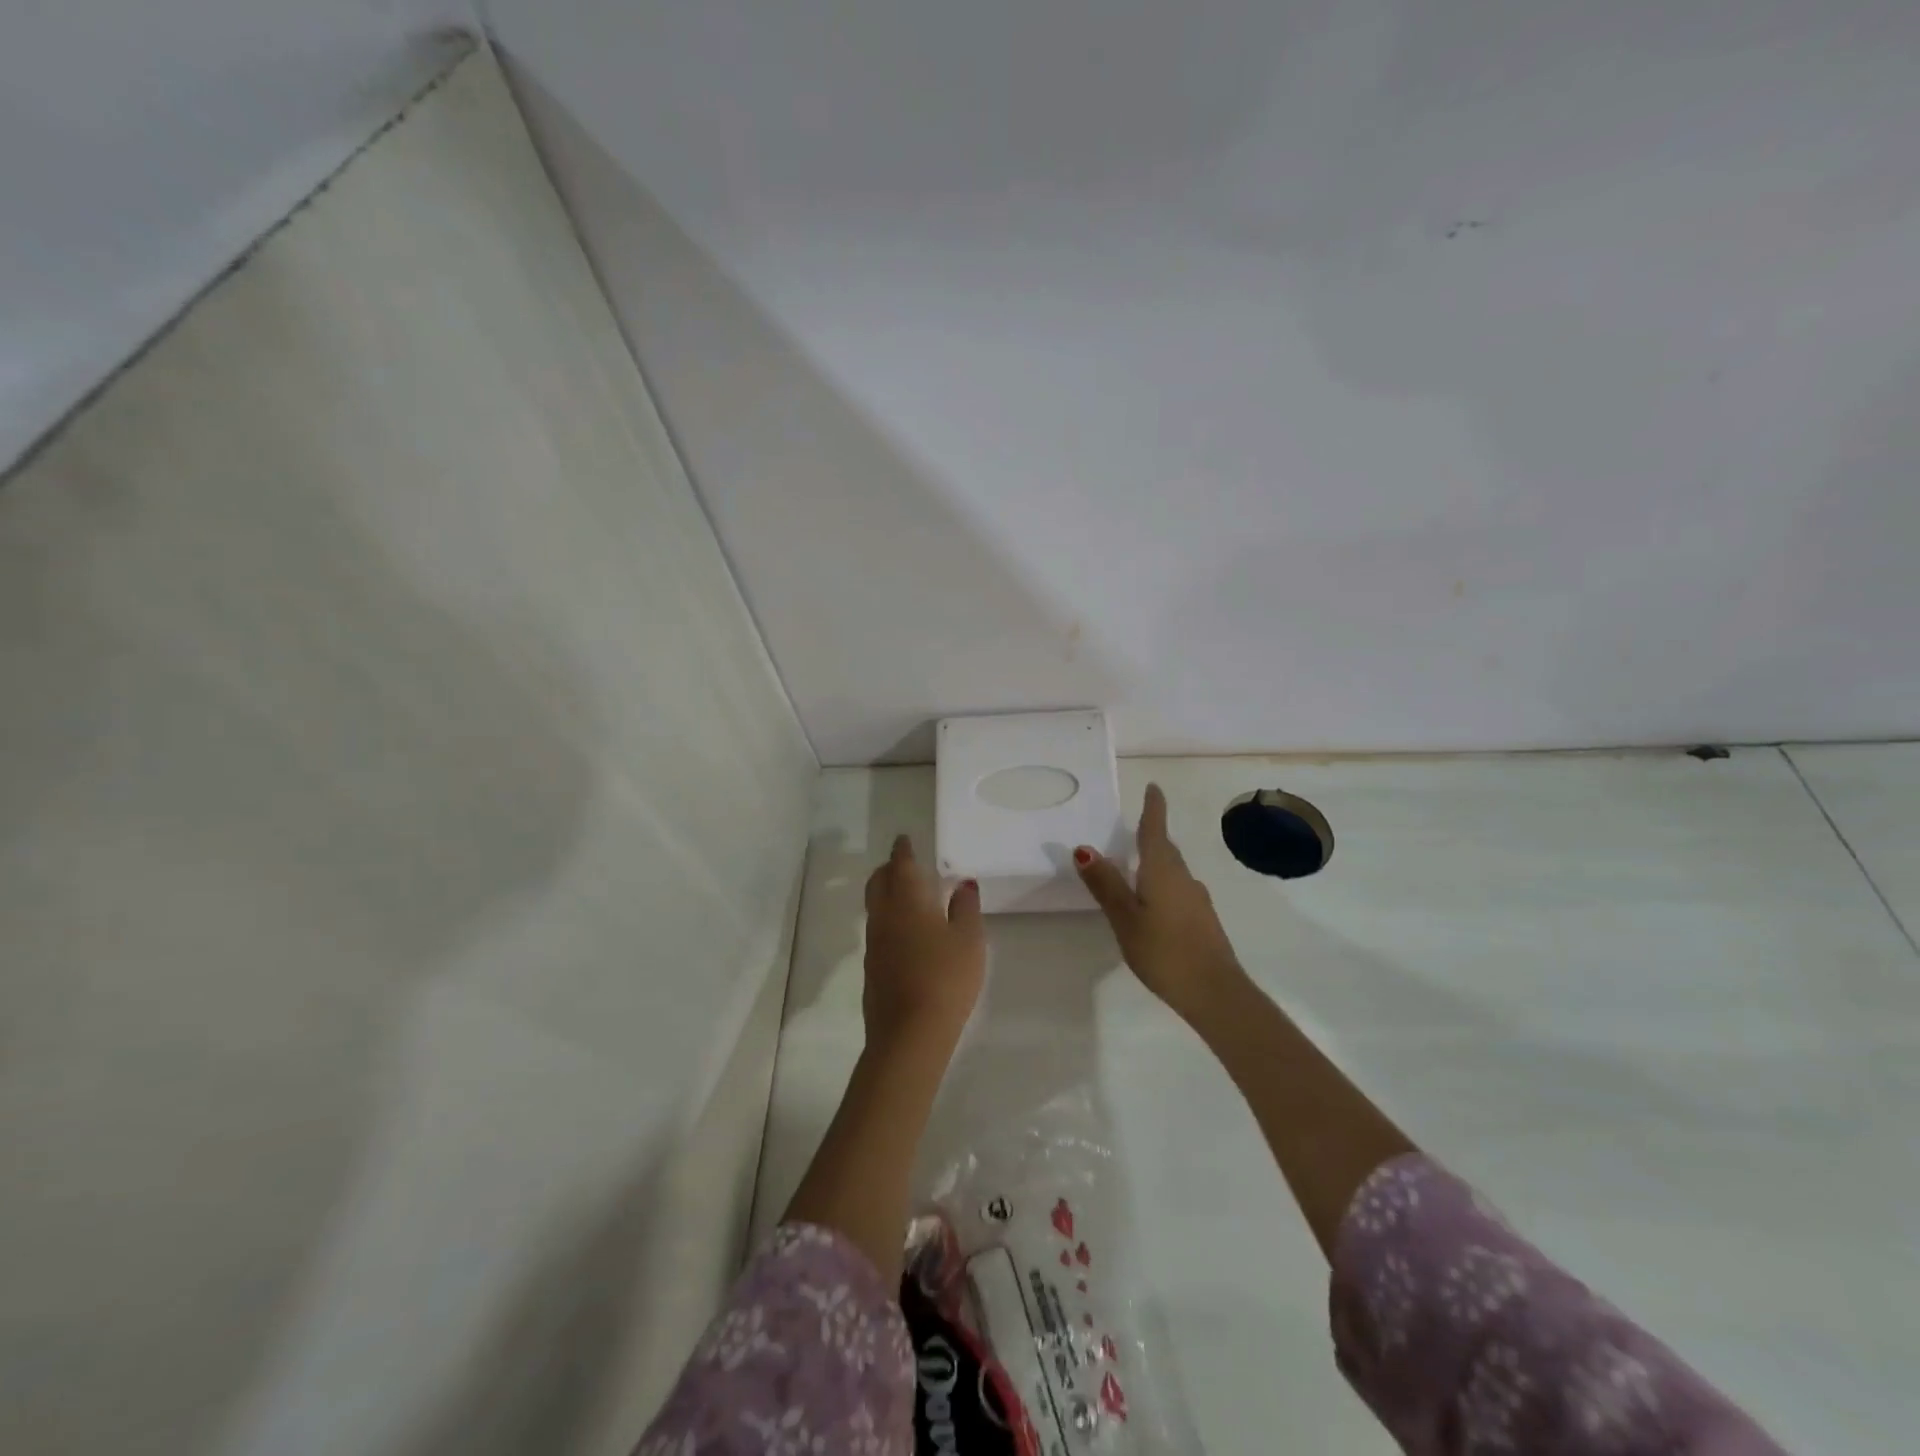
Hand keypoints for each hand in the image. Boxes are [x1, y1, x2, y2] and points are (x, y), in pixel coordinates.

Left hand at [862, 835, 985, 1050]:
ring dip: (886, 892)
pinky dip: (888, 918)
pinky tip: (905, 931)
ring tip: (906, 894)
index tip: (905, 839)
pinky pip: (877, 929)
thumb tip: (963, 883)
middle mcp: (884, 915)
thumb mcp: (969, 940)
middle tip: (903, 863)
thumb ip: (966, 907)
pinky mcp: (871, 967)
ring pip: (875, 905)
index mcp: (908, 900)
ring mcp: (873, 943)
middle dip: (888, 868)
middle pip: (878, 881)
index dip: (903, 850)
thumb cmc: (946, 978)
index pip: (901, 864)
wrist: (909, 1033)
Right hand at [1075, 784, 1244, 1019]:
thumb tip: (1084, 847)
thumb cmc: (1164, 950)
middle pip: (1166, 849)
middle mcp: (1183, 877)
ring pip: (1173, 871)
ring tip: (1137, 867)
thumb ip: (1105, 884)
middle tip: (1136, 827)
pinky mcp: (1203, 920)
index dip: (1154, 808)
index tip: (1154, 787)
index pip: (1156, 829)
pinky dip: (1164, 885)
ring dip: (1157, 862)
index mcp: (1162, 870)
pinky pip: (1179, 890)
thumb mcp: (1125, 918)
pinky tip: (1154, 904)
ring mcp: (1197, 899)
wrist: (1215, 992)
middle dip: (1152, 835)